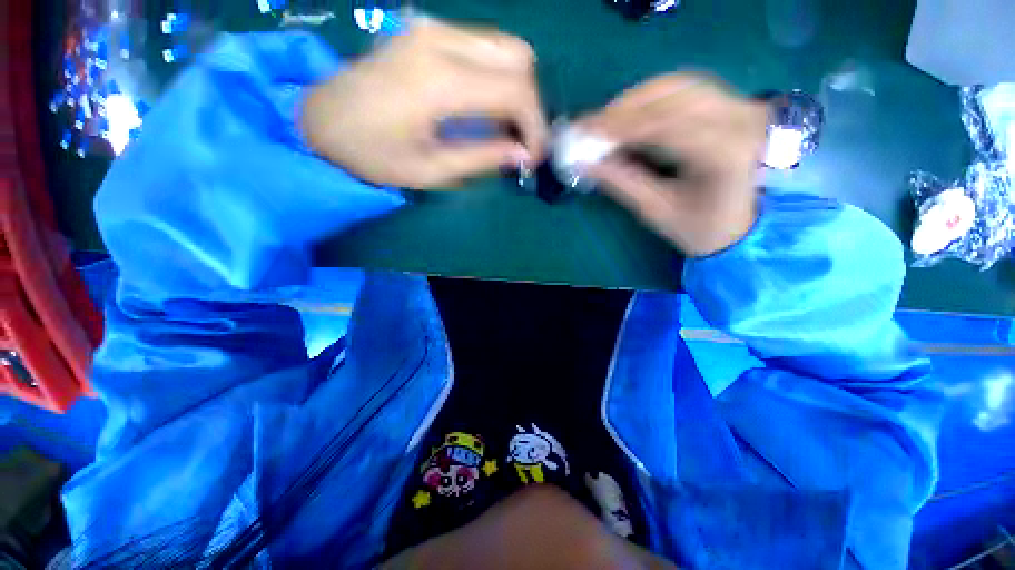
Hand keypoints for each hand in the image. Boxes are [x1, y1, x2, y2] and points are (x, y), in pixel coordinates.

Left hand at [300, 20, 547, 188]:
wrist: (320, 120)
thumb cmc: (372, 155)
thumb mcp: (431, 170)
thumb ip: (482, 158)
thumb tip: (523, 155)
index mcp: (440, 81)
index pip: (517, 90)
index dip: (535, 126)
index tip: (533, 157)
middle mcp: (441, 40)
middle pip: (519, 57)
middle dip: (531, 104)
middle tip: (522, 141)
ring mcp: (432, 28)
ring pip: (505, 46)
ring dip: (517, 89)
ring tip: (507, 127)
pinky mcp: (426, 30)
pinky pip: (483, 46)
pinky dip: (498, 76)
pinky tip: (488, 106)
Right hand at [575, 73, 768, 256]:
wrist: (743, 226)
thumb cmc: (700, 229)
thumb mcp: (656, 211)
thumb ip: (620, 182)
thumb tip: (584, 162)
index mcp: (725, 152)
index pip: (663, 125)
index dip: (618, 126)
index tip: (583, 133)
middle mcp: (738, 118)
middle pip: (670, 95)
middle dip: (622, 110)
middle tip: (588, 128)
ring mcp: (739, 106)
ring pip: (676, 86)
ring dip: (634, 101)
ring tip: (604, 124)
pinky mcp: (732, 104)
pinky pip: (684, 89)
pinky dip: (650, 99)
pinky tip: (630, 116)